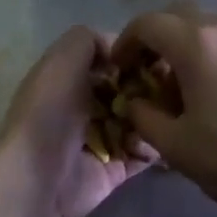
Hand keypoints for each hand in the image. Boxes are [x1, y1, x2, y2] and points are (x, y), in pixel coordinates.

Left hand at [0, 25, 152, 216]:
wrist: (39, 176)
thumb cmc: (50, 112)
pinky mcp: (114, 169)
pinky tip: (161, 140)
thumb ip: (88, 39)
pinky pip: (143, 154)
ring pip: (141, 121)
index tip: (160, 55)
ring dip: (157, 117)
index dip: (133, 56)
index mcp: (69, 79)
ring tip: (171, 114)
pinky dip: (155, 147)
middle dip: (152, 87)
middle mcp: (85, 107)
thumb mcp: (63, 59)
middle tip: (176, 86)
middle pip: (129, 90)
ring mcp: (101, 140)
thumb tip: (118, 47)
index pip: (109, 61)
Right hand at [111, 1, 216, 216]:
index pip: (148, 23)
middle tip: (147, 77)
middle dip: (156, 42)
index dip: (126, 43)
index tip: (120, 69)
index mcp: (200, 43)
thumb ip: (143, 116)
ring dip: (186, 49)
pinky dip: (214, 55)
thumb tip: (134, 101)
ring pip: (209, 28)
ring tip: (184, 90)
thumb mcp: (177, 147)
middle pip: (178, 18)